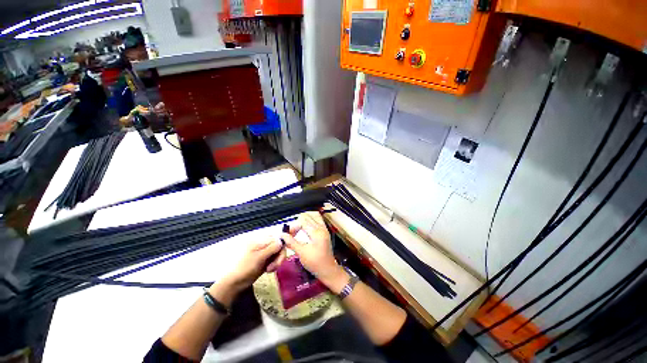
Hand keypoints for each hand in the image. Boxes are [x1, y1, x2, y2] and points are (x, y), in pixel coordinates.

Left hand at [218, 239, 285, 294]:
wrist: (233, 283)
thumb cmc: (243, 268)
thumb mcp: (258, 258)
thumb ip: (271, 248)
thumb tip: (282, 241)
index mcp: (261, 239)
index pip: (278, 237)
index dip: (285, 243)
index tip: (287, 252)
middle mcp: (264, 243)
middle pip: (280, 245)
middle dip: (280, 255)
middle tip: (275, 266)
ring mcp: (265, 251)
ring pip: (279, 252)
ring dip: (277, 261)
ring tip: (270, 269)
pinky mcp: (265, 259)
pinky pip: (275, 258)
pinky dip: (275, 264)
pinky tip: (269, 270)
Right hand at [282, 212, 348, 292]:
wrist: (328, 270)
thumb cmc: (315, 262)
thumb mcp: (301, 253)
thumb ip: (292, 242)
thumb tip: (282, 235)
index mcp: (317, 232)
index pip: (303, 222)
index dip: (293, 227)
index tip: (287, 234)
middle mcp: (322, 228)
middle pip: (308, 219)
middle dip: (298, 224)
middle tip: (291, 233)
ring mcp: (324, 230)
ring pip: (313, 219)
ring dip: (303, 223)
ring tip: (297, 231)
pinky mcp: (325, 233)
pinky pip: (317, 222)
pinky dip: (310, 224)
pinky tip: (304, 230)